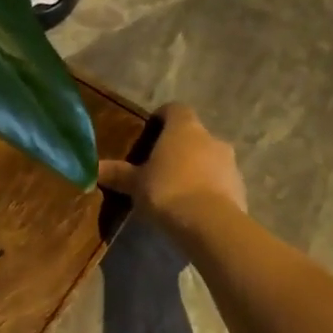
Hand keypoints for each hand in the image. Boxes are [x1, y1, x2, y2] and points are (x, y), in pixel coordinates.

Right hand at [98, 103, 246, 235]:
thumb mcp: (135, 184)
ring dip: (195, 169)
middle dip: (179, 148)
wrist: (209, 224)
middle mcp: (211, 138)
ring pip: (209, 159)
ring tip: (177, 191)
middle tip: (159, 167)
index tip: (150, 131)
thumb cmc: (167, 191)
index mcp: (184, 129)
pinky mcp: (240, 188)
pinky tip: (193, 209)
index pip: (175, 109)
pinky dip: (209, 190)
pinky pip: (220, 183)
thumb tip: (92, 168)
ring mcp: (230, 163)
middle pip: (193, 136)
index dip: (162, 117)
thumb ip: (117, 174)